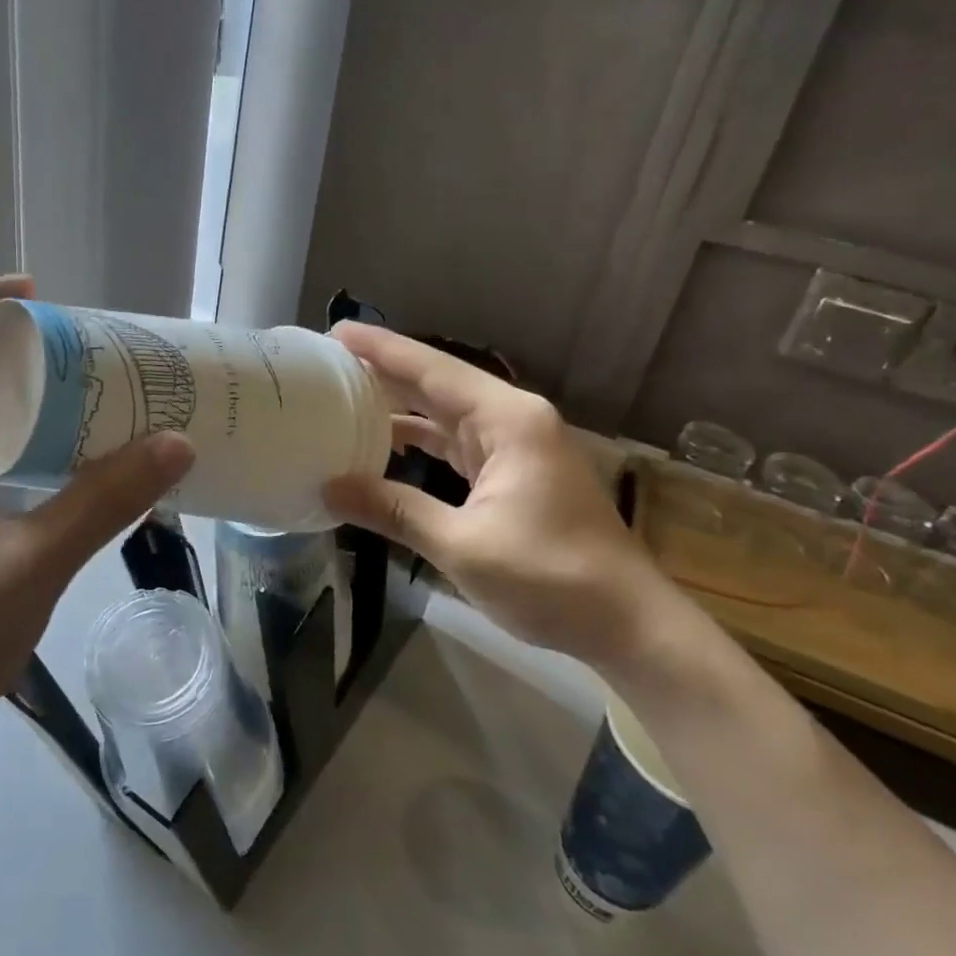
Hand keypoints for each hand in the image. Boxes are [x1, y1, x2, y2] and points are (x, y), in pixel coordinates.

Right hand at [323, 322, 681, 666]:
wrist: (627, 623)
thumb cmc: (550, 578)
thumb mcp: (463, 546)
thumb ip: (395, 511)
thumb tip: (330, 489)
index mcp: (507, 420)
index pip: (432, 370)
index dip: (381, 350)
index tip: (336, 331)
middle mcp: (513, 419)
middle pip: (438, 383)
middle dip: (385, 371)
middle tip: (328, 363)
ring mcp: (517, 445)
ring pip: (447, 413)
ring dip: (401, 406)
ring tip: (345, 397)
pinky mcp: (516, 471)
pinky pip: (458, 442)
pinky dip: (422, 441)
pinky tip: (386, 443)